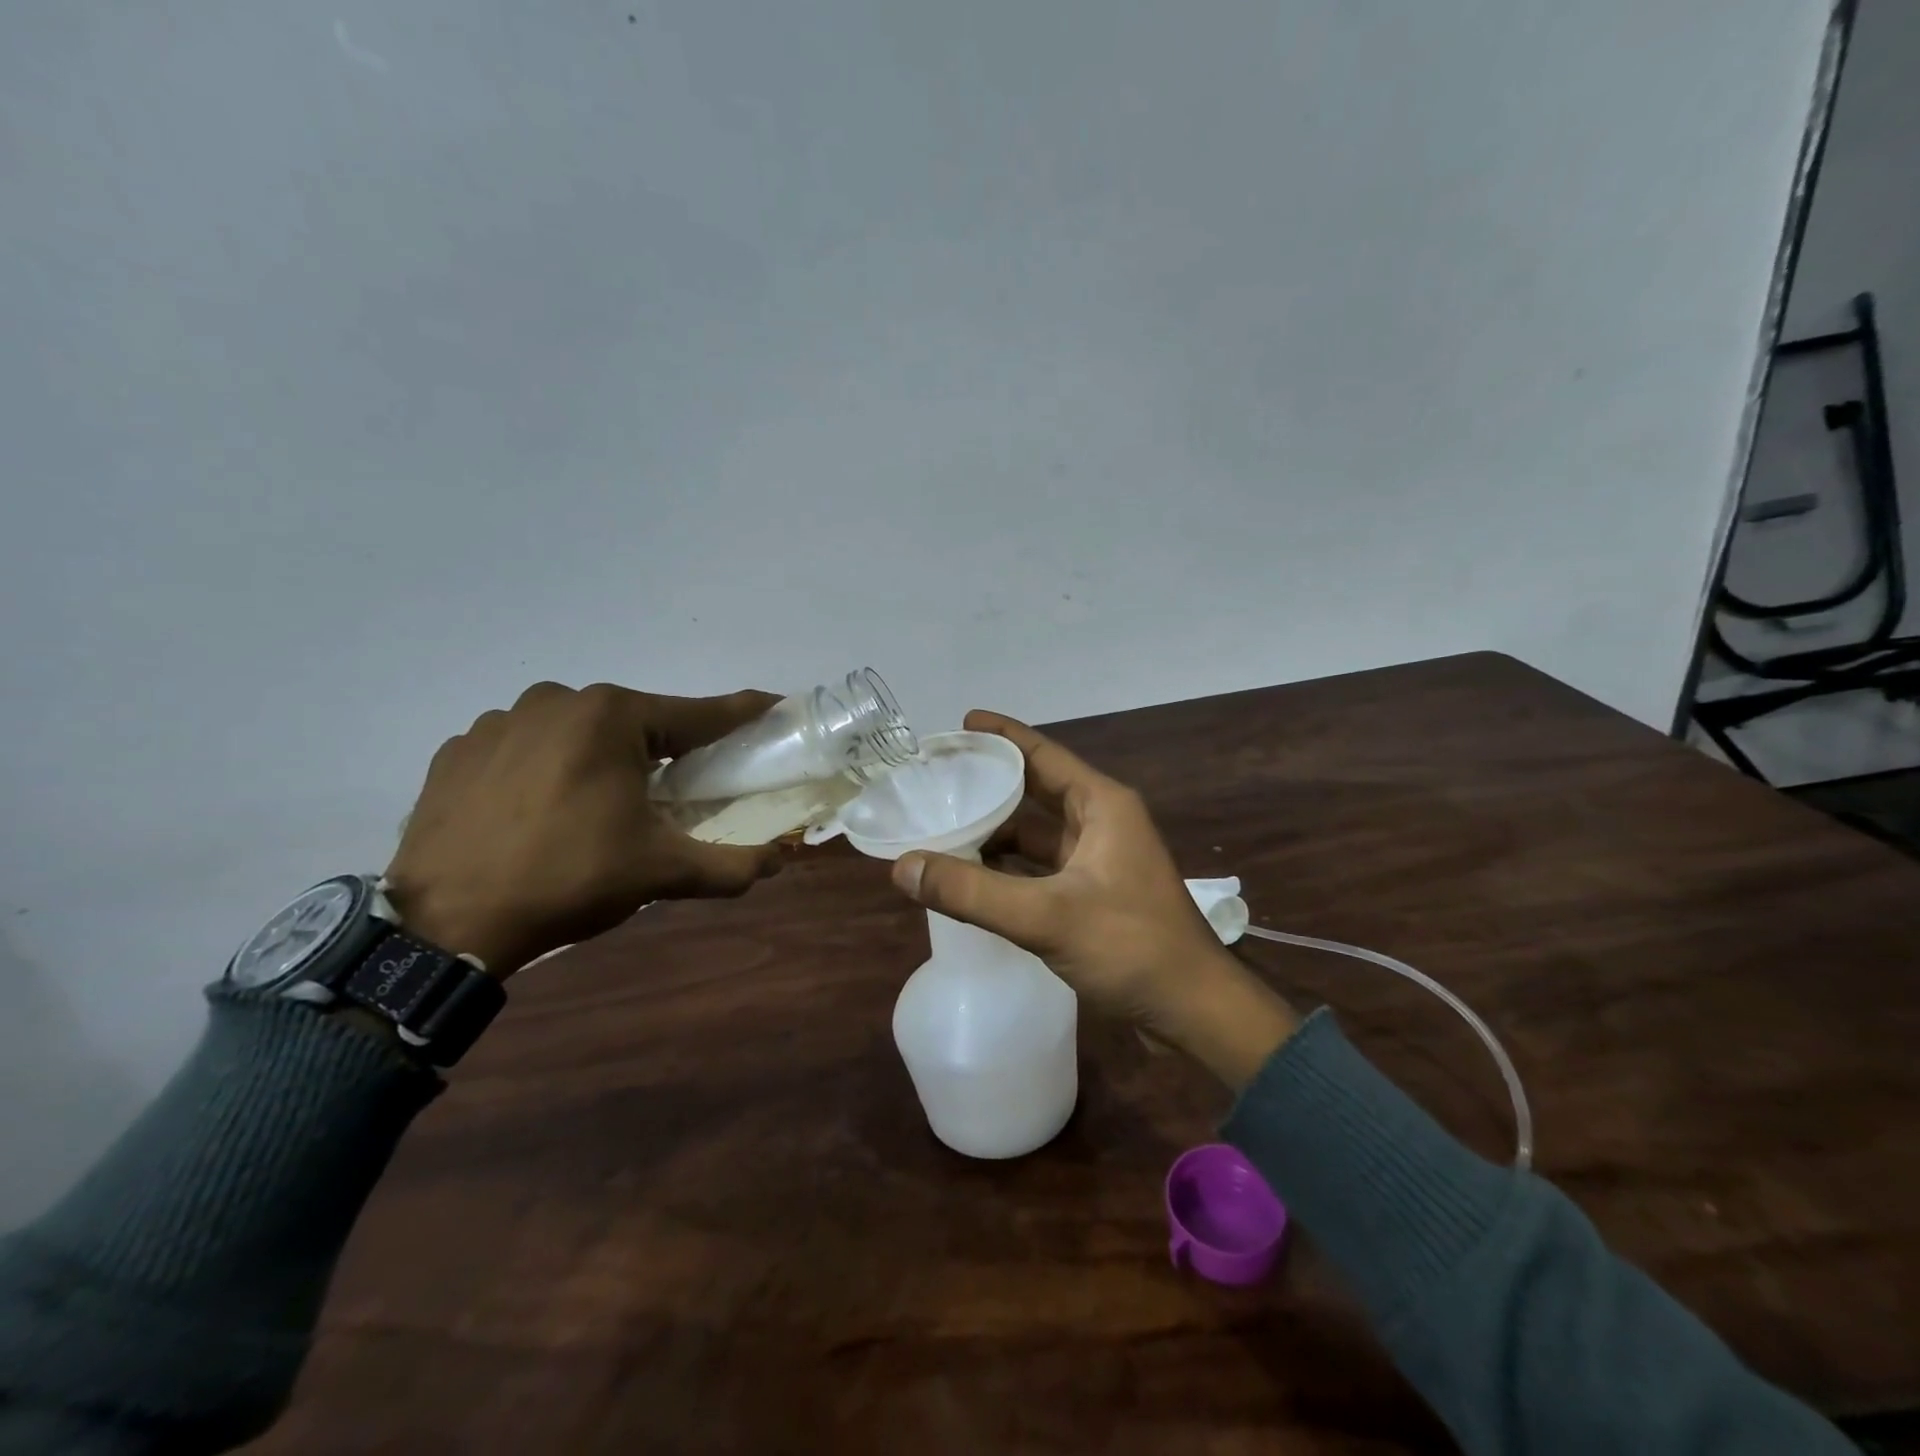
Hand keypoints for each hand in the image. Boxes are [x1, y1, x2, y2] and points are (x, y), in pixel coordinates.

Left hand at [383, 682, 782, 976]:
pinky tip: (541, 810)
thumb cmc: (568, 880)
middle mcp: (557, 700)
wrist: (443, 924)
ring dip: (600, 759)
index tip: (772, 705)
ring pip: (577, 732)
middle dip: (662, 750)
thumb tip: (779, 859)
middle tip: (674, 791)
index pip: (698, 713)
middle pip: (635, 722)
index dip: (741, 714)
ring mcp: (500, 721)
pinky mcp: (458, 750)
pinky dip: (546, 769)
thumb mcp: (661, 873)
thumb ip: (731, 865)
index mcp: (611, 717)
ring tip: (597, 809)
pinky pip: (525, 748)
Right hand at [890, 711, 1299, 1088]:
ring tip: (945, 825)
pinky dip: (1009, 867)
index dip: (1002, 735)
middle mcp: (1102, 822)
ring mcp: (1100, 859)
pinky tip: (975, 876)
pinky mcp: (1095, 893)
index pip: (1043, 753)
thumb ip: (971, 892)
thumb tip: (902, 866)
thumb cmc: (1130, 947)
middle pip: (1037, 788)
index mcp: (1102, 805)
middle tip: (940, 776)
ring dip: (997, 829)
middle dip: (992, 782)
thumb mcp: (1046, 916)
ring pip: (1038, 832)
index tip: (960, 723)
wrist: (1194, 1011)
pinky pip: (1042, 866)